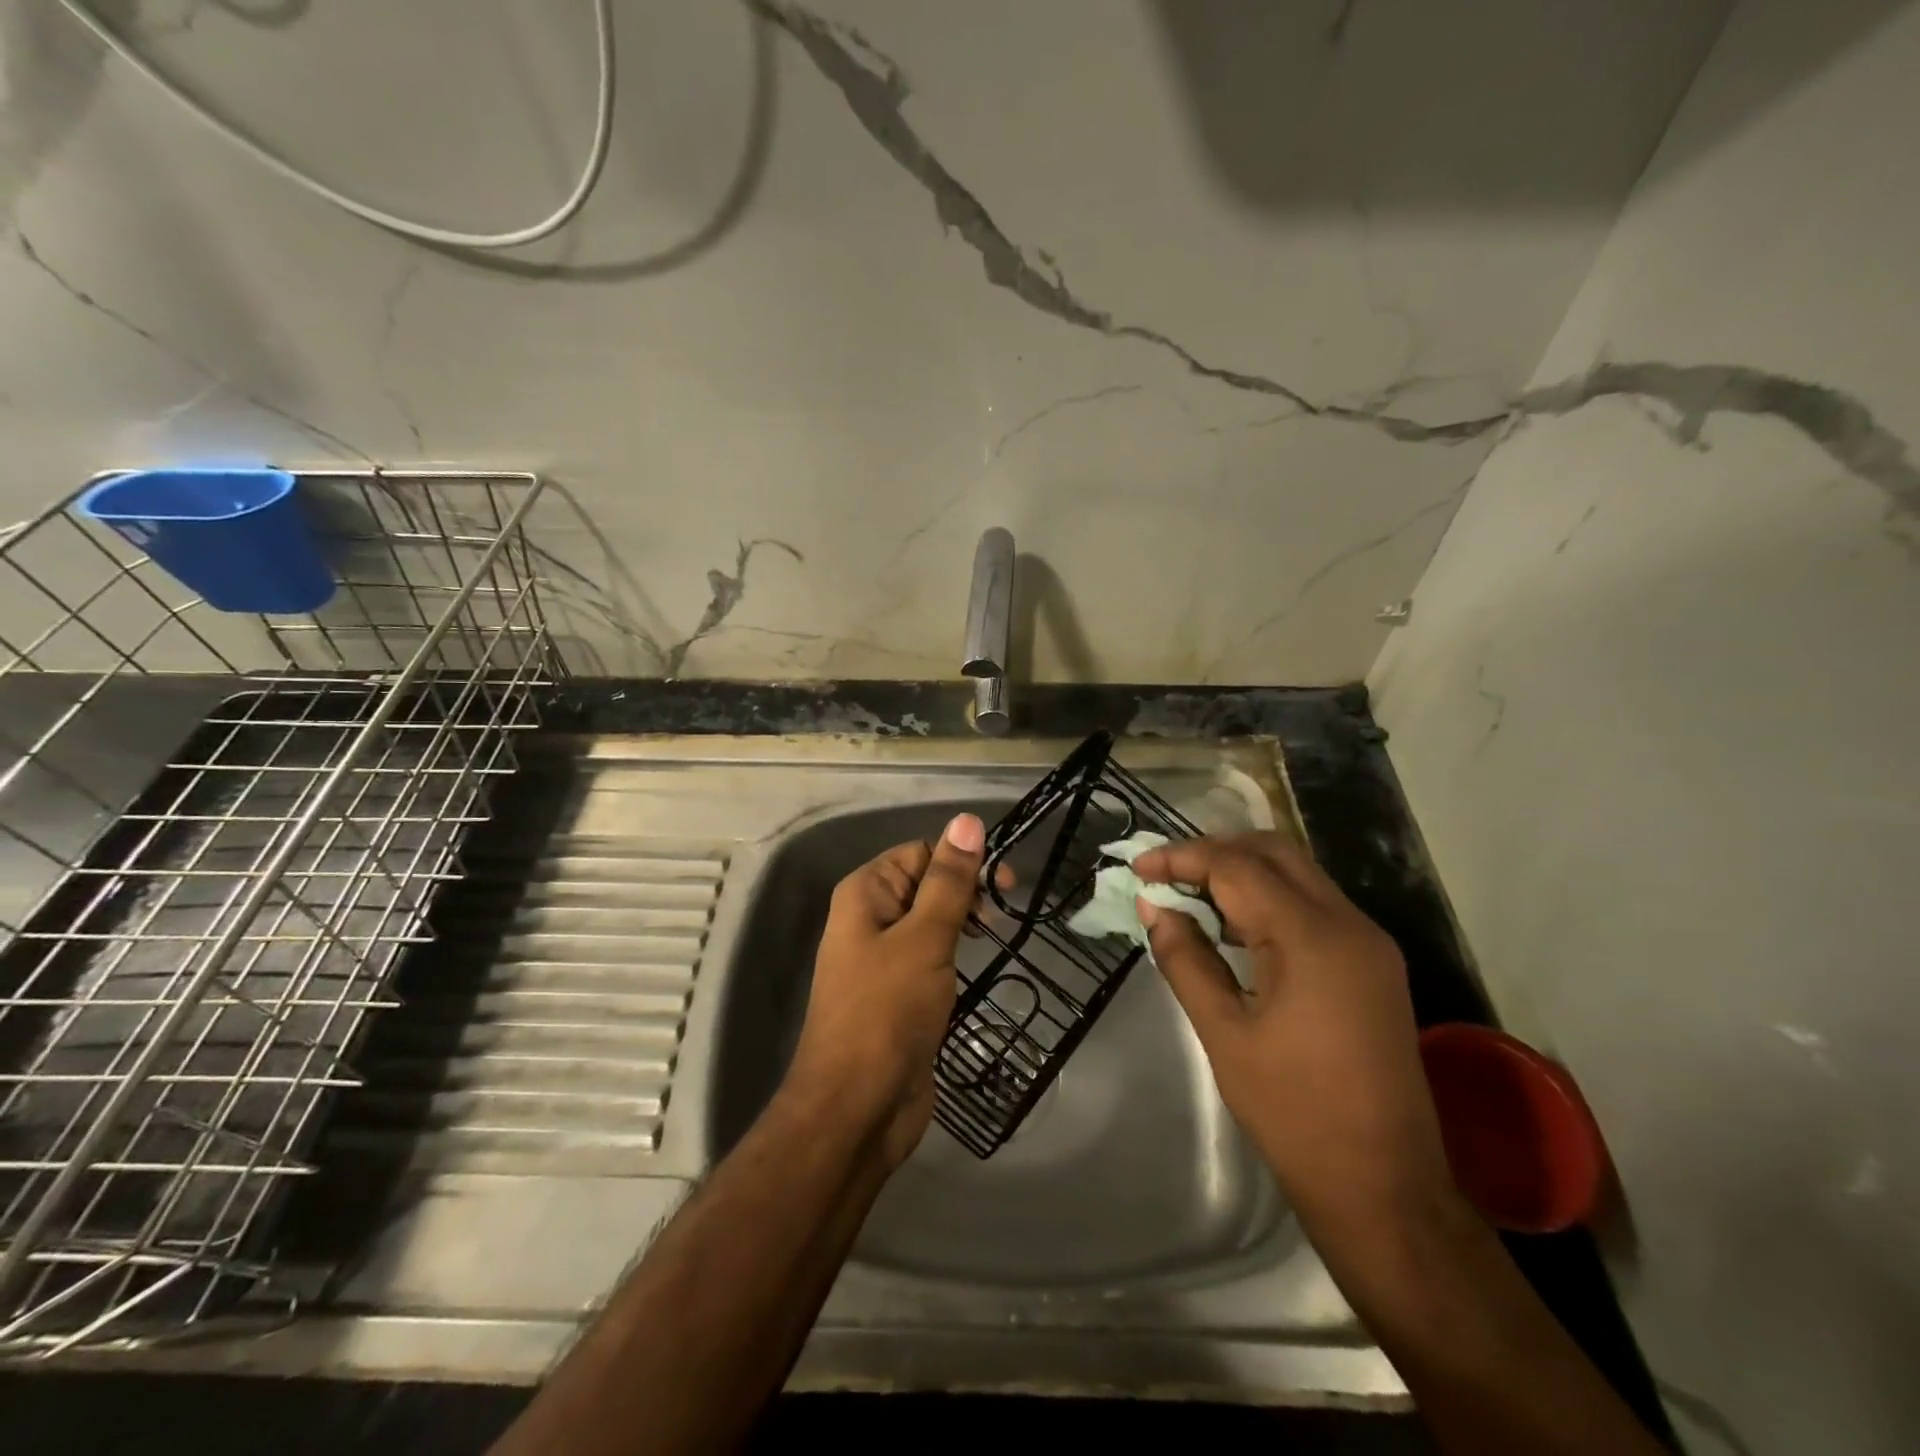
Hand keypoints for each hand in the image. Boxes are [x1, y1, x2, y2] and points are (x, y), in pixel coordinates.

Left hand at [786, 813, 989, 1167]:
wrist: (857, 1107)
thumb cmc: (887, 1011)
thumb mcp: (924, 938)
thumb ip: (949, 880)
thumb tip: (967, 820)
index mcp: (866, 893)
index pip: (921, 852)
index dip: (963, 860)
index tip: (1006, 885)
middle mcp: (869, 918)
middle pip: (925, 884)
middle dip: (965, 892)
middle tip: (1001, 918)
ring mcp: (882, 959)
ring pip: (930, 923)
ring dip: (963, 925)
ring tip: (994, 939)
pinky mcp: (897, 994)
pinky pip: (930, 958)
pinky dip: (954, 957)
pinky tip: (976, 969)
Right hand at [1133, 833, 1456, 1224]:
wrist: (1385, 1186)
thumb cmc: (1294, 1113)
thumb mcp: (1224, 1033)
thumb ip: (1185, 959)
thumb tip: (1154, 907)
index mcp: (1313, 939)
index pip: (1238, 867)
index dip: (1182, 859)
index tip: (1137, 869)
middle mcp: (1350, 924)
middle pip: (1274, 852)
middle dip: (1214, 851)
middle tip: (1165, 873)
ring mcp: (1369, 943)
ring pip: (1298, 874)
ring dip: (1242, 871)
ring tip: (1189, 893)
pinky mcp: (1373, 964)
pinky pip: (1314, 906)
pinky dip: (1268, 899)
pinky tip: (1233, 924)